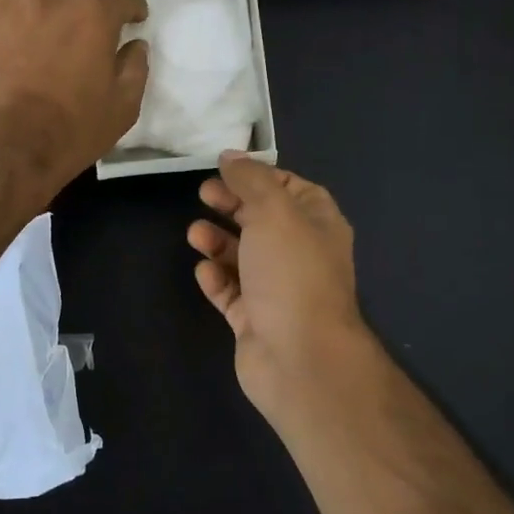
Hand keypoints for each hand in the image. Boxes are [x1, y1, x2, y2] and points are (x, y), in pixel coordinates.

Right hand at [187, 153, 371, 423]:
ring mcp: (278, 290)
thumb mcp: (273, 211)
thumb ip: (250, 180)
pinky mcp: (255, 320)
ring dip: (218, 241)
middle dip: (232, 205)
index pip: (290, 188)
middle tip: (203, 194)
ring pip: (243, 256)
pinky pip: (231, 292)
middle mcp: (300, 254)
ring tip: (195, 234)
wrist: (300, 357)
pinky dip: (216, 279)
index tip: (225, 169)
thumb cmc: (292, 273)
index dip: (259, 176)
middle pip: (262, 220)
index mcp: (318, 224)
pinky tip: (204, 272)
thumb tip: (231, 156)